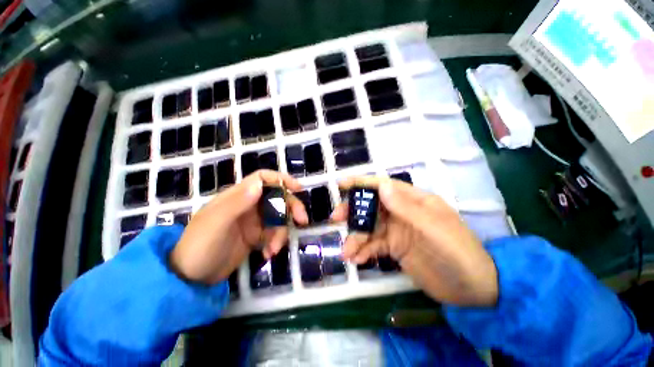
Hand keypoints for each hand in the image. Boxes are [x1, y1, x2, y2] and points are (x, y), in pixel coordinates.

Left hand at [169, 170, 308, 284]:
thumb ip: (237, 203)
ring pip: (279, 218)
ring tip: (274, 249)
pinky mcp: (256, 236)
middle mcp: (248, 205)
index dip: (281, 179)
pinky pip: (274, 234)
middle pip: (277, 198)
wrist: (190, 278)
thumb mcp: (216, 224)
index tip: (298, 188)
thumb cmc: (199, 247)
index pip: (262, 179)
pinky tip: (268, 254)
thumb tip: (259, 184)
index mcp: (238, 196)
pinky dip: (275, 242)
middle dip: (291, 208)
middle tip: (302, 220)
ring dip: (282, 232)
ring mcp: (253, 221)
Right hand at [331, 176, 497, 306]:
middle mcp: (402, 212)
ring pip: (369, 228)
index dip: (362, 183)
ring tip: (347, 251)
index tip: (342, 183)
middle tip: (336, 218)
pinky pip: (374, 246)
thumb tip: (382, 186)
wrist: (473, 290)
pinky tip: (357, 259)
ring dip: (356, 237)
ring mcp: (397, 231)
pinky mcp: (394, 248)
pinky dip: (364, 251)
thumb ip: (406, 208)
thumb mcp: (434, 229)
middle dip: (353, 211)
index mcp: (414, 201)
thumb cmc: (458, 254)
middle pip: (371, 206)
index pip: (384, 186)